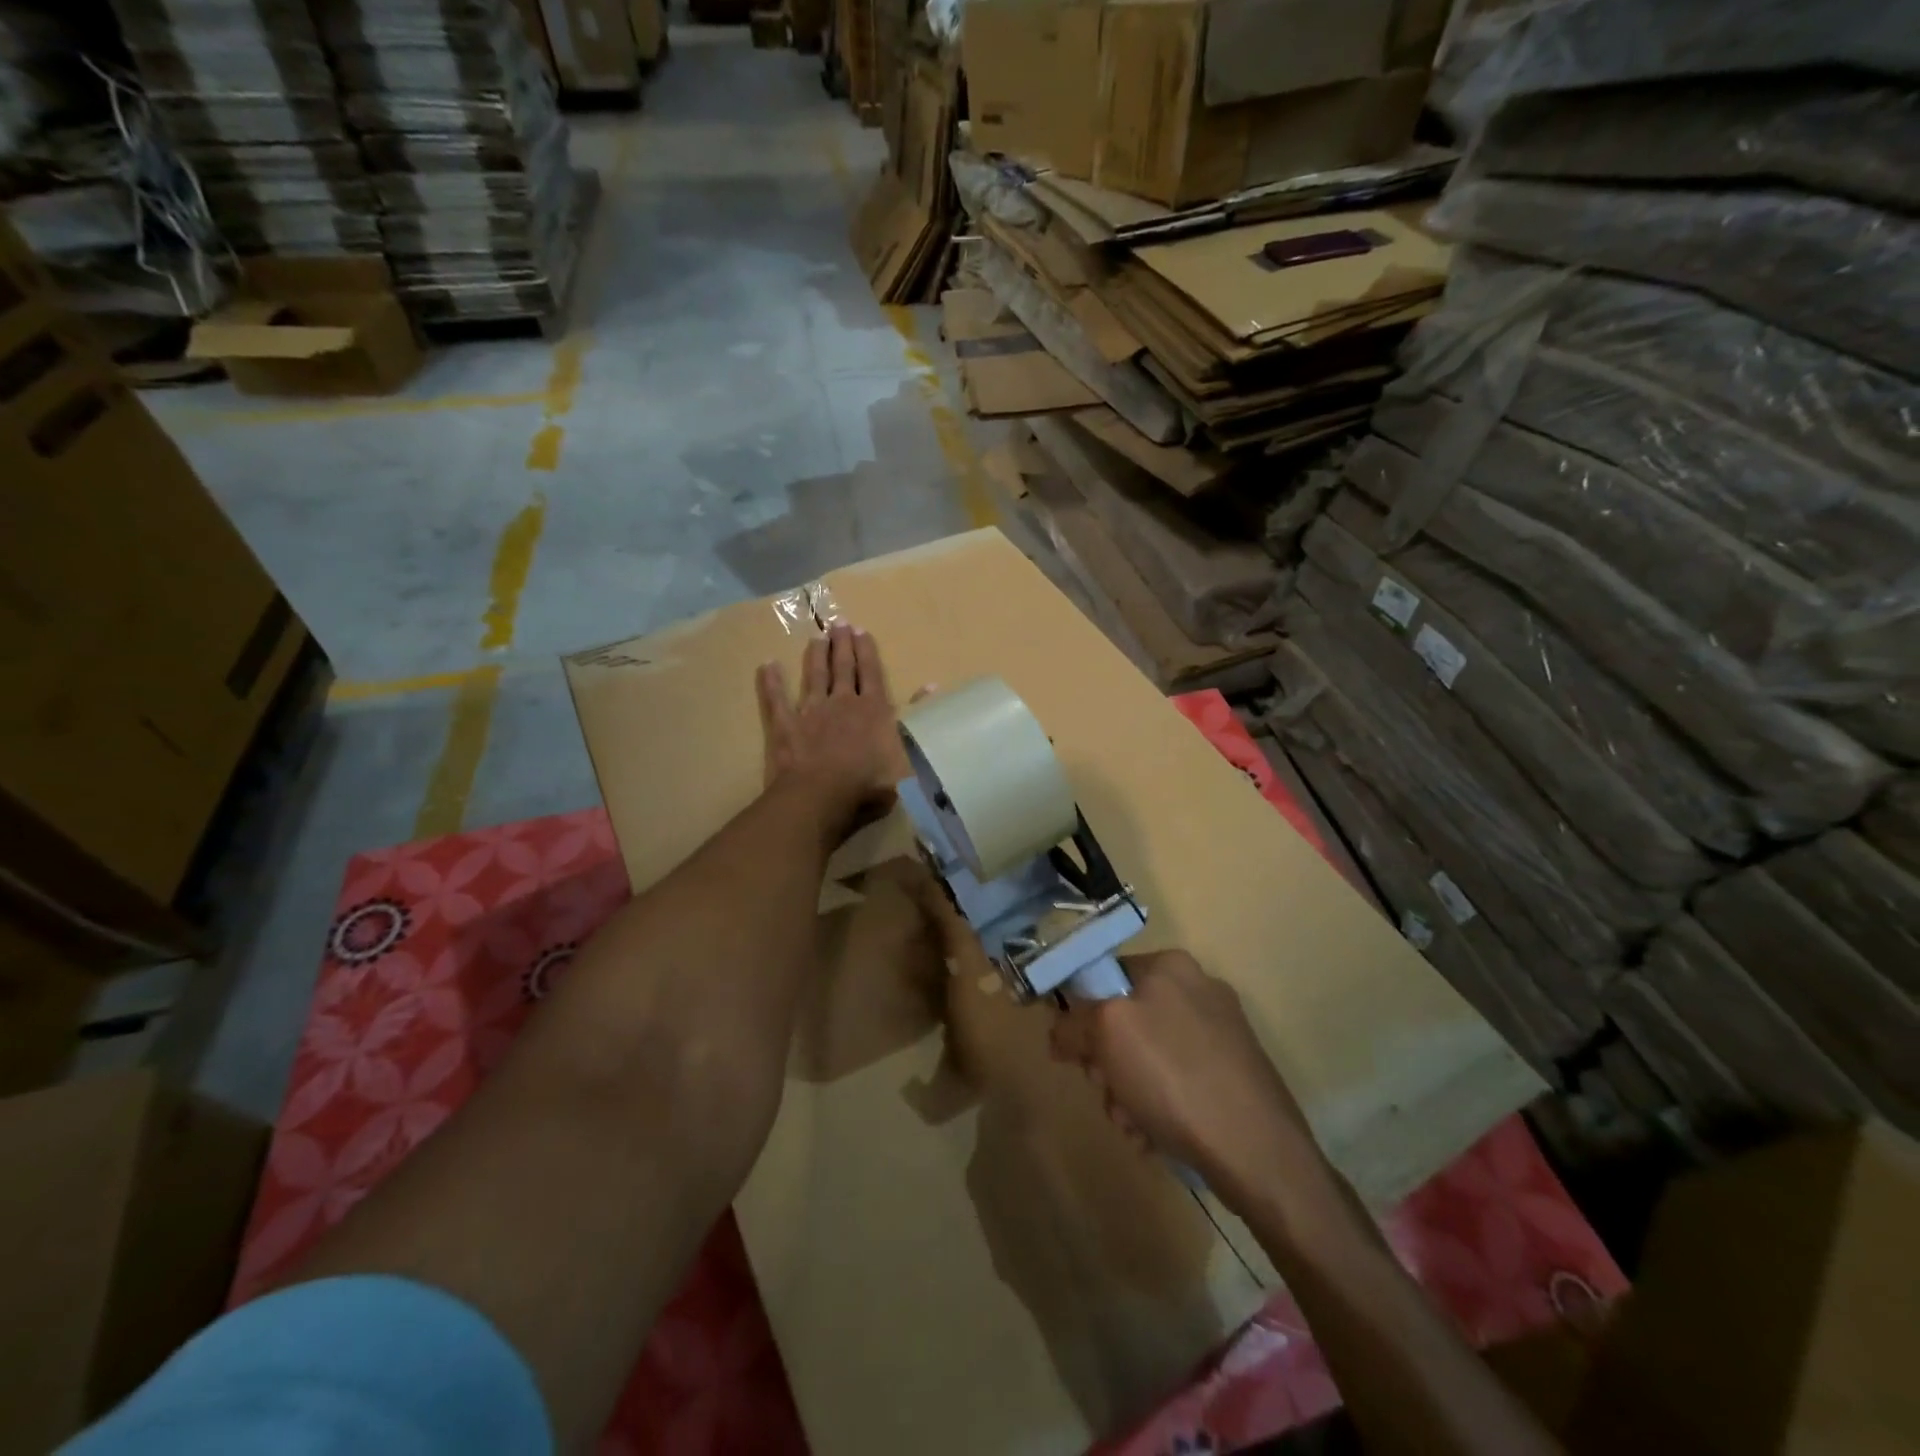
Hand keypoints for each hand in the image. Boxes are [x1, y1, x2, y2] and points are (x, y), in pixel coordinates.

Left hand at [757, 623, 909, 843]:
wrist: (821, 797)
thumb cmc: (869, 783)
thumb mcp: (907, 754)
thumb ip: (916, 717)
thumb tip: (932, 686)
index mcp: (874, 710)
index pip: (871, 674)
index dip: (867, 652)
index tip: (862, 631)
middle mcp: (843, 702)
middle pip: (843, 668)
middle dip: (842, 645)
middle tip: (839, 624)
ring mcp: (811, 712)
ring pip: (814, 676)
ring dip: (816, 656)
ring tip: (816, 638)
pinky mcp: (785, 726)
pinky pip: (776, 699)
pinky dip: (771, 682)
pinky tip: (766, 665)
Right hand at [1050, 950, 1328, 1204]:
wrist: (1258, 1151)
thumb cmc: (1174, 1077)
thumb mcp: (1106, 1034)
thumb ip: (1072, 1024)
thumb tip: (1060, 1032)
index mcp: (1172, 966)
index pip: (1105, 976)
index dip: (1082, 1016)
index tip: (1079, 1055)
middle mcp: (1199, 990)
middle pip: (1125, 1021)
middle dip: (1108, 1065)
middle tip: (1109, 1094)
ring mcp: (1222, 1035)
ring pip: (1148, 1058)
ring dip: (1129, 1094)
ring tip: (1136, 1126)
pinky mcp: (1235, 1076)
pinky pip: (1178, 1083)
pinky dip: (1160, 1109)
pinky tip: (1159, 1137)